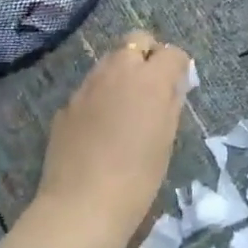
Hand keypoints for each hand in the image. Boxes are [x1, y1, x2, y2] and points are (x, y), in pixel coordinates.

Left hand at [35, 30, 189, 242]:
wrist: (82, 206)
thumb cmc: (138, 178)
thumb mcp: (166, 140)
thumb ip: (171, 103)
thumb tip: (173, 85)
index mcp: (149, 80)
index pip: (172, 53)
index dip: (179, 66)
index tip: (180, 85)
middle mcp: (116, 72)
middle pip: (135, 41)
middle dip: (148, 55)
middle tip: (154, 86)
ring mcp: (87, 87)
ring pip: (109, 61)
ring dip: (123, 72)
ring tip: (128, 106)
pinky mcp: (67, 105)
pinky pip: (90, 88)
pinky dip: (101, 96)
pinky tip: (103, 128)